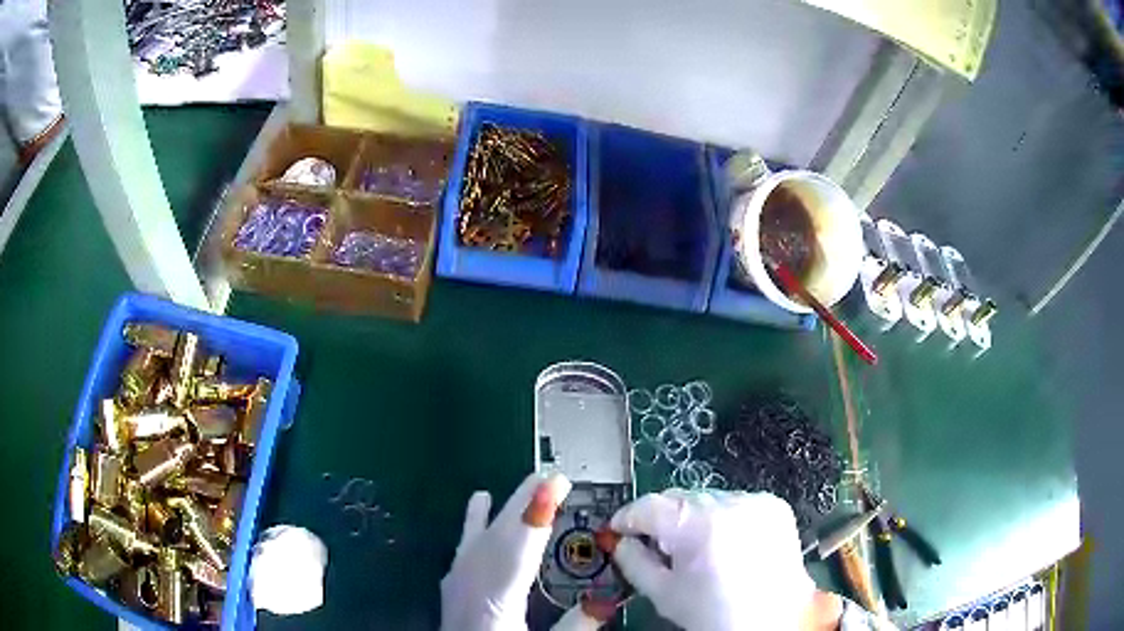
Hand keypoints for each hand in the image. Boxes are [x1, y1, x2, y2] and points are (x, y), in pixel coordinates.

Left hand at [440, 473, 615, 630]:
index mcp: (495, 601)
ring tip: (528, 484)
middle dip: (525, 503)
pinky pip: (465, 545)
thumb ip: (575, 627)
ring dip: (507, 508)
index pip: (518, 551)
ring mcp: (457, 582)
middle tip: (553, 477)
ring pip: (482, 536)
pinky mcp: (454, 584)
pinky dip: (473, 520)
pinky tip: (478, 499)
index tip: (553, 484)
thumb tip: (606, 600)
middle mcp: (471, 584)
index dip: (535, 516)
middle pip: (499, 536)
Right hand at [601, 489, 840, 630]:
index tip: (619, 530)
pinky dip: (725, 519)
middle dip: (663, 520)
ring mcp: (756, 501)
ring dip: (695, 518)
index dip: (628, 518)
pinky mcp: (775, 506)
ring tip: (698, 551)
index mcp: (698, 525)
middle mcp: (730, 503)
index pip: (649, 505)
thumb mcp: (663, 594)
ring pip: (707, 500)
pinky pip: (736, 504)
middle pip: (679, 499)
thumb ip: (634, 562)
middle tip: (659, 548)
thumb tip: (623, 541)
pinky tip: (727, 546)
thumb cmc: (714, 614)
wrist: (774, 621)